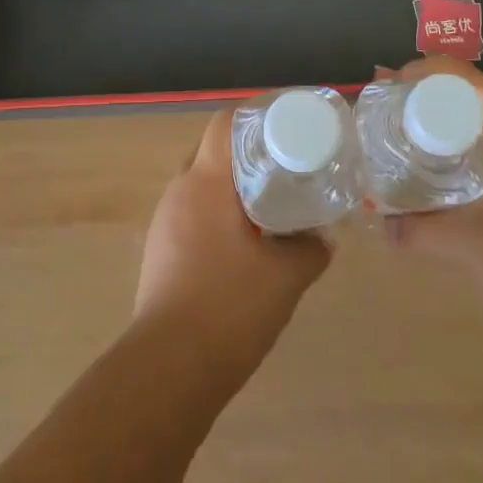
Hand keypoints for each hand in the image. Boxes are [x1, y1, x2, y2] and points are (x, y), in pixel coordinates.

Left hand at [134, 108, 330, 388]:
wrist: (169, 367)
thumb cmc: (229, 307)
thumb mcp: (286, 276)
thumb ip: (310, 250)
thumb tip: (323, 238)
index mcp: (205, 182)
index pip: (224, 124)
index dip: (254, 114)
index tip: (285, 124)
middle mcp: (179, 192)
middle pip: (212, 151)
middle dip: (247, 153)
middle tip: (284, 165)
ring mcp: (164, 222)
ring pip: (201, 185)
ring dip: (231, 187)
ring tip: (268, 202)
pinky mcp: (159, 251)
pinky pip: (192, 214)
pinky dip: (218, 215)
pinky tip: (242, 242)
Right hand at [383, 58, 482, 368]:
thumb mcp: (472, 245)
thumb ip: (419, 230)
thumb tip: (378, 220)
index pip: (465, 79)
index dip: (424, 71)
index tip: (387, 89)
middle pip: (464, 105)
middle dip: (420, 108)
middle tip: (379, 124)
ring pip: (473, 140)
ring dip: (434, 142)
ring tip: (394, 157)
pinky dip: (451, 172)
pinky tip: (430, 198)